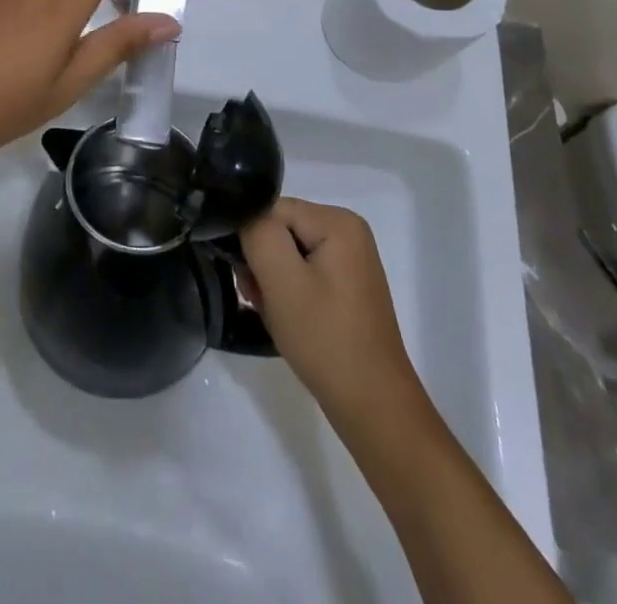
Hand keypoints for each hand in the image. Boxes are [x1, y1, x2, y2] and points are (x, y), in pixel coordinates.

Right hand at [240, 198, 424, 428]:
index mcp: (338, 221)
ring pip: (288, 254)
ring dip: (272, 282)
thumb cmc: (325, 339)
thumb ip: (258, 234)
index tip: (250, 281)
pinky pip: (304, 273)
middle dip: (262, 263)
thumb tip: (244, 215)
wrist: (372, 407)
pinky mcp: (346, 285)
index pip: (272, 210)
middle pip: (280, 230)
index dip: (253, 241)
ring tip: (274, 315)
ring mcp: (350, 259)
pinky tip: (288, 320)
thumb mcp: (282, 281)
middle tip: (259, 301)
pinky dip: (288, 293)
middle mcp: (347, 230)